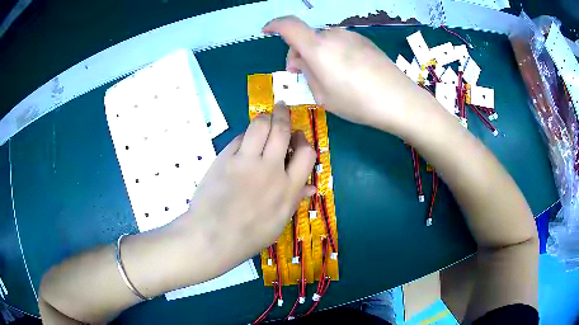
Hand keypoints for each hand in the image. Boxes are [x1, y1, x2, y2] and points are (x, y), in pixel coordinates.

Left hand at [184, 104, 315, 270]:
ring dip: (265, 117)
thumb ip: (294, 200)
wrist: (212, 238)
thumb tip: (312, 187)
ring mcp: (246, 162)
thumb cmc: (248, 237)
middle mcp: (270, 170)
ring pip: (260, 126)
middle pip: (282, 131)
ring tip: (265, 117)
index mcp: (288, 189)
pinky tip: (245, 139)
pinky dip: (245, 135)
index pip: (307, 154)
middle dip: (284, 115)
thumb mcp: (278, 223)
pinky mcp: (225, 159)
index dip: (304, 141)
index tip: (298, 140)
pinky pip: (239, 138)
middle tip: (282, 108)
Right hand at [263, 16, 427, 135]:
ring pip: (323, 41)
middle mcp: (333, 35)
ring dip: (318, 54)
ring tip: (329, 77)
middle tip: (303, 74)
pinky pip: (340, 43)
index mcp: (318, 48)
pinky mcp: (364, 41)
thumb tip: (303, 61)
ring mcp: (351, 36)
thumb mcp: (323, 95)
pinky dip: (333, 53)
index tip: (267, 31)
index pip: (288, 25)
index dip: (274, 25)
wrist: (399, 100)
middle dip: (299, 53)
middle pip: (306, 37)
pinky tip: (347, 72)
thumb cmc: (357, 102)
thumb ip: (307, 73)